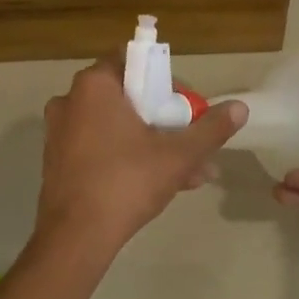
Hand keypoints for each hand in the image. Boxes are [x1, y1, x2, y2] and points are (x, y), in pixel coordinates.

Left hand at [38, 56, 246, 251]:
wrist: (76, 236)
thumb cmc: (127, 183)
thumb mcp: (178, 155)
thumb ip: (211, 129)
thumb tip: (240, 108)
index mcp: (95, 86)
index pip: (135, 62)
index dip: (167, 80)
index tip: (188, 106)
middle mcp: (71, 100)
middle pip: (129, 98)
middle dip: (167, 120)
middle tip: (193, 142)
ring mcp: (60, 132)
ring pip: (118, 128)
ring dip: (154, 144)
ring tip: (191, 172)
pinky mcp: (58, 161)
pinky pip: (101, 147)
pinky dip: (129, 157)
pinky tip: (162, 184)